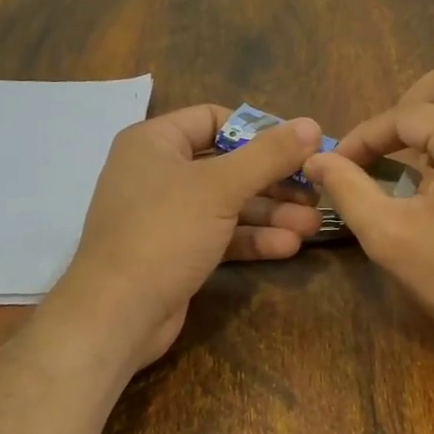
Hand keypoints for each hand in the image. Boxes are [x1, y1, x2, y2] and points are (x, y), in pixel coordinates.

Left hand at [49, 105, 322, 369]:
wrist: (118, 314)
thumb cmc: (164, 233)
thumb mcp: (220, 187)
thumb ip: (268, 155)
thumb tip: (312, 124)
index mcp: (155, 142)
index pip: (213, 119)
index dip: (258, 131)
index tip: (298, 147)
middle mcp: (158, 173)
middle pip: (228, 164)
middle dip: (273, 180)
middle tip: (316, 191)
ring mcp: (167, 215)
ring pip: (228, 204)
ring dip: (270, 213)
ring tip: (313, 225)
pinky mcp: (177, 251)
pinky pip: (221, 235)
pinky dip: (252, 238)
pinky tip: (288, 246)